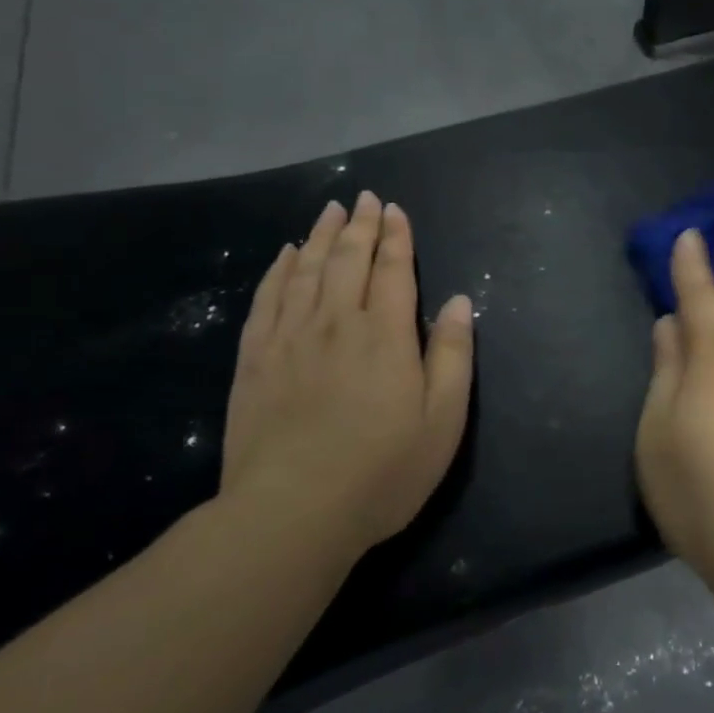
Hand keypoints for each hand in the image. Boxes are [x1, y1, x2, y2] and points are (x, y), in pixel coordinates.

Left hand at [219, 192, 474, 564]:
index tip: (394, 209)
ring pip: (307, 270)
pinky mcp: (255, 359)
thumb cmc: (381, 472)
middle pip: (349, 259)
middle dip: (360, 224)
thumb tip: (458, 301)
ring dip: (321, 236)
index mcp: (384, 335)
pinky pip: (268, 299)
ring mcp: (290, 338)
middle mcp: (336, 323)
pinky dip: (279, 270)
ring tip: (330, 210)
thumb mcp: (442, 421)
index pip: (392, 270)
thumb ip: (452, 355)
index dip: (396, 236)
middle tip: (365, 198)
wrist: (291, 514)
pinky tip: (286, 255)